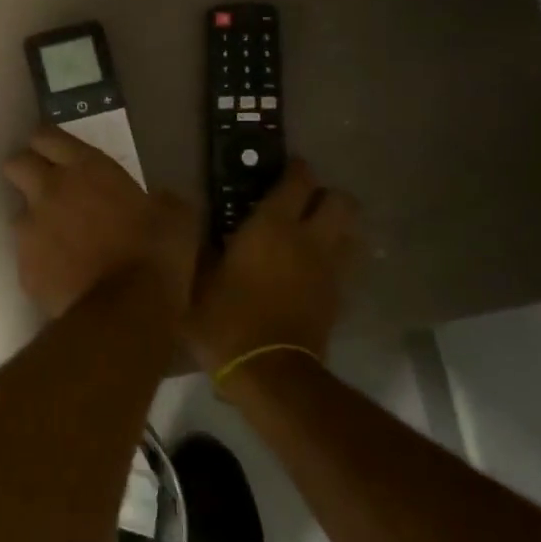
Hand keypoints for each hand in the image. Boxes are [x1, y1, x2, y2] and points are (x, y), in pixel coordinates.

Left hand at [3, 128, 198, 317]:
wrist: (126, 311)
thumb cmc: (156, 253)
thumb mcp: (176, 215)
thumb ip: (158, 199)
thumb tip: (158, 202)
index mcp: (85, 168)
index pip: (45, 136)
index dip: (49, 144)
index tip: (59, 155)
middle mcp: (48, 192)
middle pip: (16, 164)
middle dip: (28, 173)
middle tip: (52, 190)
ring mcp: (30, 231)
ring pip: (19, 214)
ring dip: (37, 223)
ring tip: (64, 244)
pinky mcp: (24, 269)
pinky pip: (27, 258)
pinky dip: (42, 263)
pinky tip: (65, 276)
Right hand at [187, 160, 359, 373]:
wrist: (269, 373)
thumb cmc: (225, 320)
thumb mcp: (196, 281)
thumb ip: (197, 245)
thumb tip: (189, 217)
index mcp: (272, 226)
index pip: (298, 180)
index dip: (295, 169)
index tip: (284, 168)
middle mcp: (309, 239)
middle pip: (340, 200)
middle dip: (325, 195)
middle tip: (301, 203)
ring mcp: (329, 269)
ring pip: (352, 231)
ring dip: (337, 226)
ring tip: (313, 234)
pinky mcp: (338, 297)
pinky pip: (346, 265)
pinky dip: (336, 258)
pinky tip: (314, 269)